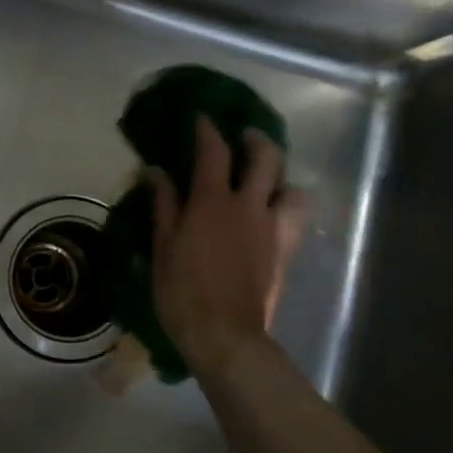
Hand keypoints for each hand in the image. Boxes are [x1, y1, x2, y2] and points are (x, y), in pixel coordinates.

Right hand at [149, 117, 306, 381]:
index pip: (214, 152)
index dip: (208, 130)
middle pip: (265, 158)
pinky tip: (275, 213)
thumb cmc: (182, 292)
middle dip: (255, 139)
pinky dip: (288, 207)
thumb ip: (163, 205)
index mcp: (212, 202)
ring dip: (281, 175)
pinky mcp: (284, 251)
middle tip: (243, 136)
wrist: (225, 334)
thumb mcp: (163, 247)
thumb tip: (156, 171)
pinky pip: (296, 219)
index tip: (202, 118)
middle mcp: (249, 206)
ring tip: (268, 178)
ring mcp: (272, 228)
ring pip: (292, 187)